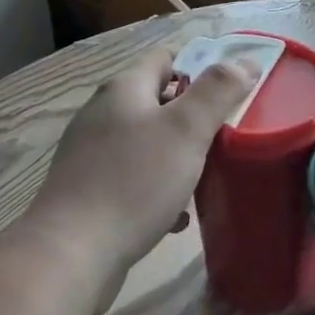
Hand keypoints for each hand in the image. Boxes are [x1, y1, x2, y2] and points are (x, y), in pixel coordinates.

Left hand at [22, 47, 255, 311]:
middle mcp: (103, 114)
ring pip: (147, 142)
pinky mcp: (87, 192)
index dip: (201, 64)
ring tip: (206, 175)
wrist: (69, 257)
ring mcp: (90, 154)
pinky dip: (158, 189)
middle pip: (157, 100)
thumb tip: (244, 61)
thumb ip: (218, 90)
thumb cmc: (134, 182)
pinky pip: (133, 179)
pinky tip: (177, 216)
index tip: (231, 87)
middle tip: (225, 134)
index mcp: (124, 89)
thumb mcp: (186, 129)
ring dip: (178, 155)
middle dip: (193, 115)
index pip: (167, 57)